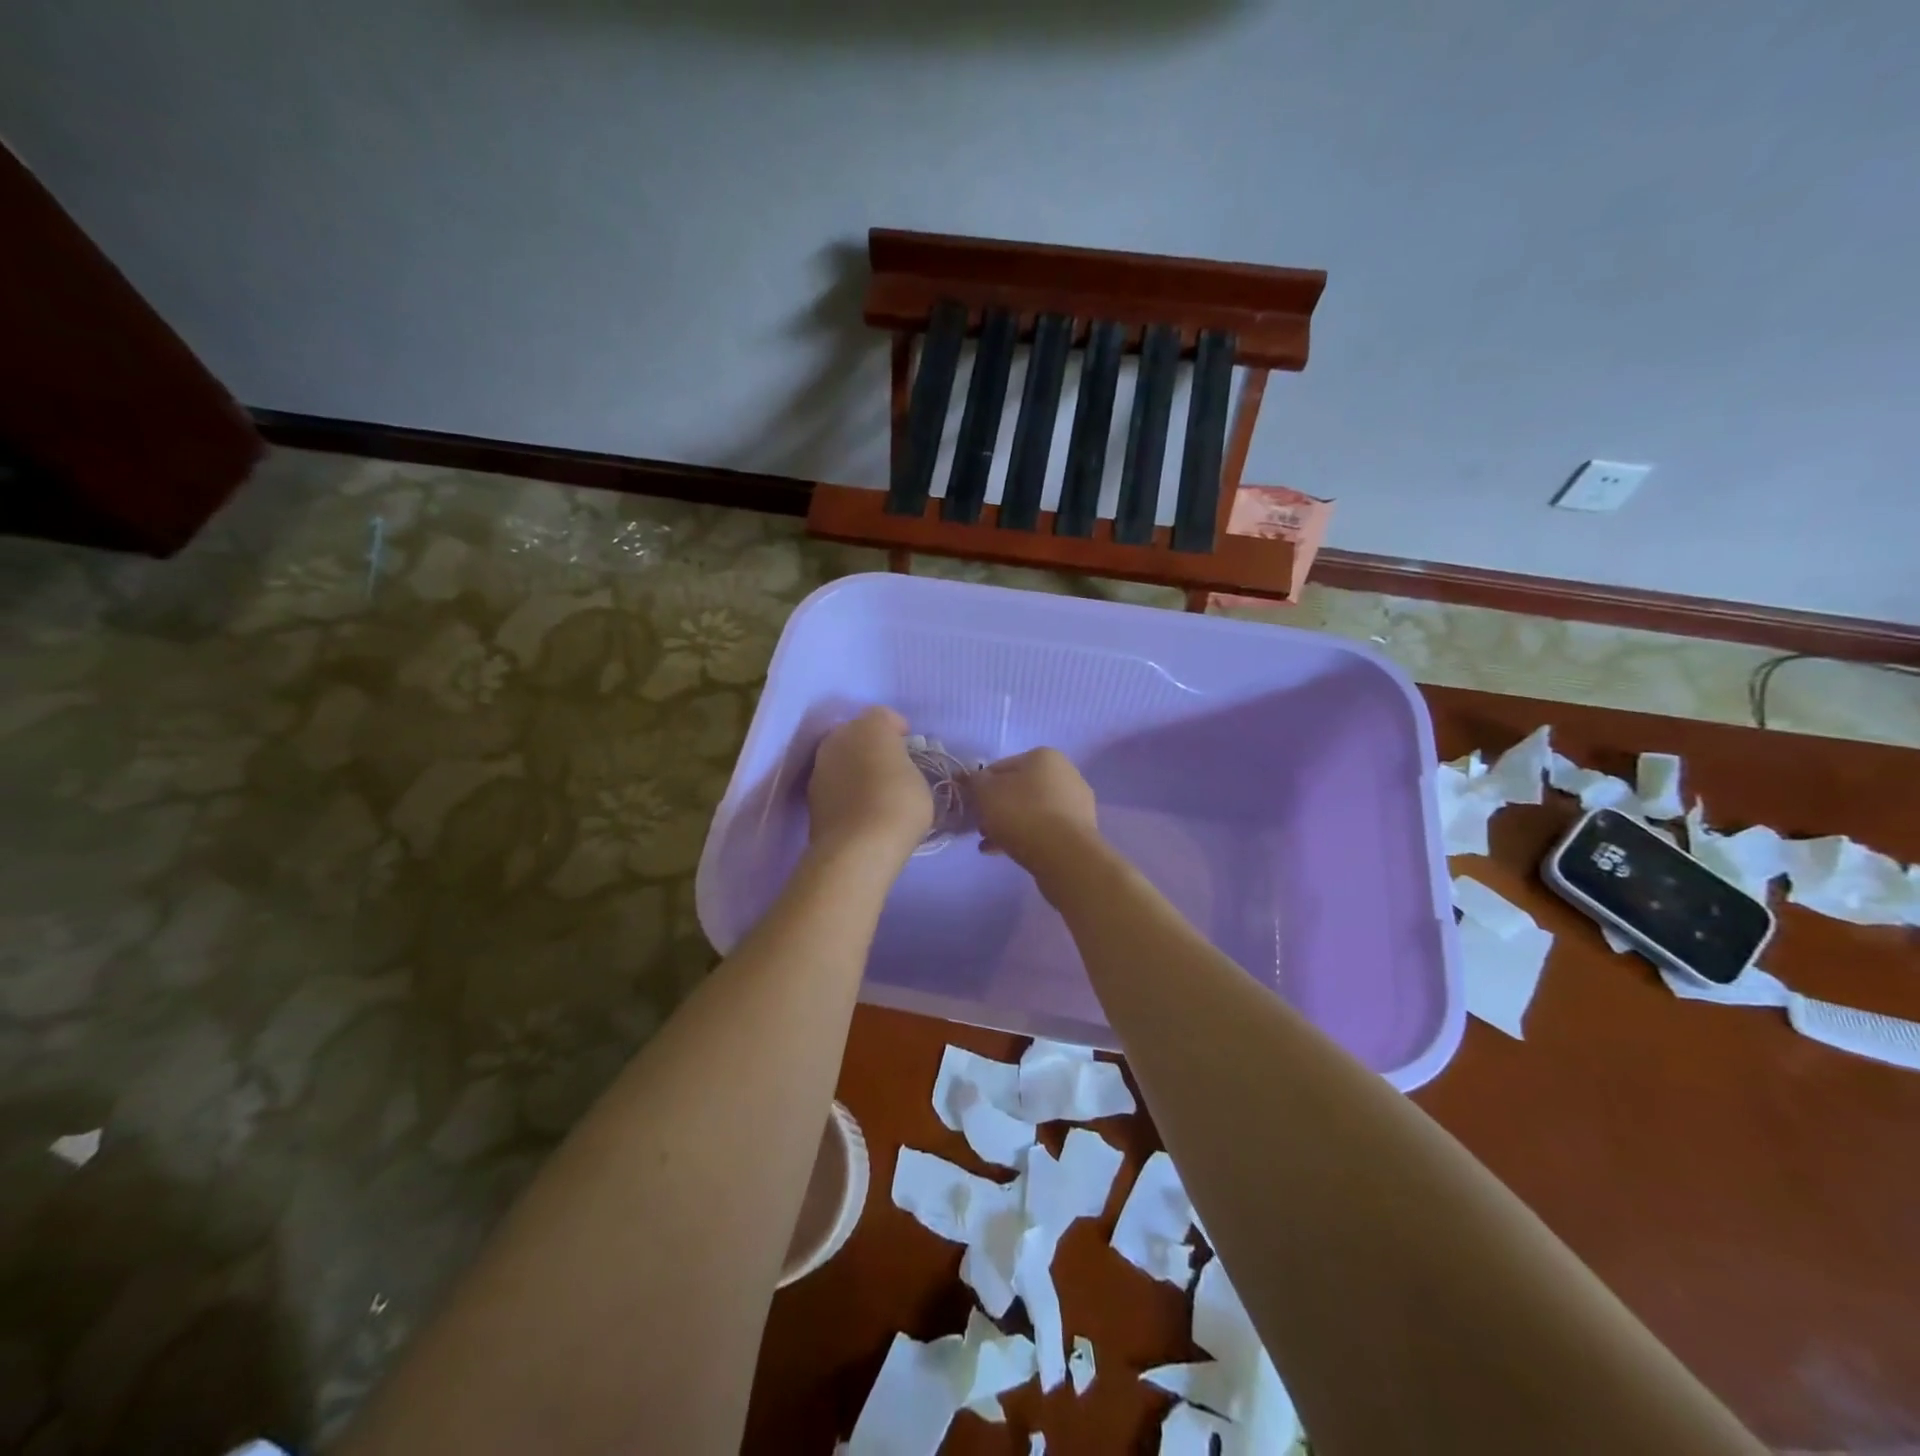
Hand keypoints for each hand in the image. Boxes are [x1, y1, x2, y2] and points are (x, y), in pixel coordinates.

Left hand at [807, 707, 932, 863]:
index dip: (897, 729)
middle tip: (890, 767)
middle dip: (871, 745)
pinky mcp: (810, 795)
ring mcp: (819, 766)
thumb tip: (896, 771)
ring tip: (873, 789)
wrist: (857, 848)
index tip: (909, 747)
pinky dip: (844, 788)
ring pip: (840, 757)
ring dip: (854, 767)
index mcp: (869, 727)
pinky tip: (858, 807)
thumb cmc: (899, 805)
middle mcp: (838, 738)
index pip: (883, 716)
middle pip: (856, 733)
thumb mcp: (920, 782)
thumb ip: (905, 768)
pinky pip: (833, 782)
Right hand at [968, 747, 1101, 873]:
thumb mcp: (985, 792)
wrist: (1064, 854)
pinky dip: (1026, 837)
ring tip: (990, 845)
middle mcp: (1065, 773)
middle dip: (996, 809)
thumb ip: (975, 781)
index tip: (972, 807)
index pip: (1000, 767)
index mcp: (1043, 756)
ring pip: (1031, 811)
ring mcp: (1076, 802)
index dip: (981, 787)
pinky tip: (1006, 852)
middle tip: (982, 829)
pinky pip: (1045, 829)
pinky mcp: (1080, 829)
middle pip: (1018, 790)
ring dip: (1008, 825)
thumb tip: (975, 779)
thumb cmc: (1021, 814)